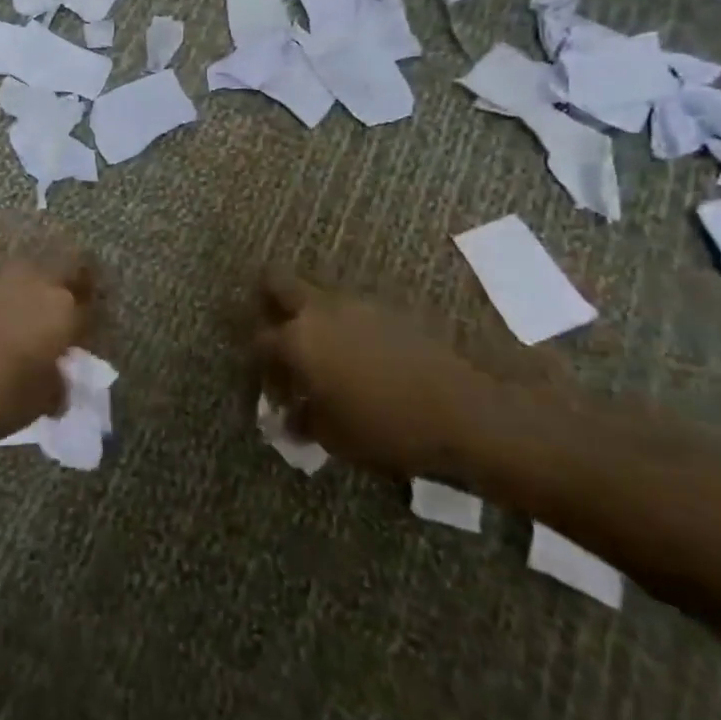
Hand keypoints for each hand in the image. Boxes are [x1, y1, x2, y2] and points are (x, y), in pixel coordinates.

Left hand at [0, 255, 95, 457]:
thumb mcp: (34, 404)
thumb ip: (56, 386)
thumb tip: (58, 380)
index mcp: (62, 309)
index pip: (94, 307)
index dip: (95, 323)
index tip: (89, 340)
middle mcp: (35, 278)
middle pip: (70, 264)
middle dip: (77, 283)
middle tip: (71, 308)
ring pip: (32, 265)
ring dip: (37, 283)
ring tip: (27, 313)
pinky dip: (2, 289)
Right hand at [252, 271, 496, 478]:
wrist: (461, 409)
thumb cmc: (385, 427)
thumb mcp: (334, 436)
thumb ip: (304, 421)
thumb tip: (290, 418)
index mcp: (297, 340)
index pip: (259, 340)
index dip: (258, 364)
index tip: (271, 388)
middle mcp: (319, 310)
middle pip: (277, 282)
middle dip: (267, 300)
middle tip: (275, 330)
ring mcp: (356, 304)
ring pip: (318, 296)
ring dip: (311, 316)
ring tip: (325, 355)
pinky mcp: (388, 308)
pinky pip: (351, 309)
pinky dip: (345, 326)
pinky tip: (361, 358)